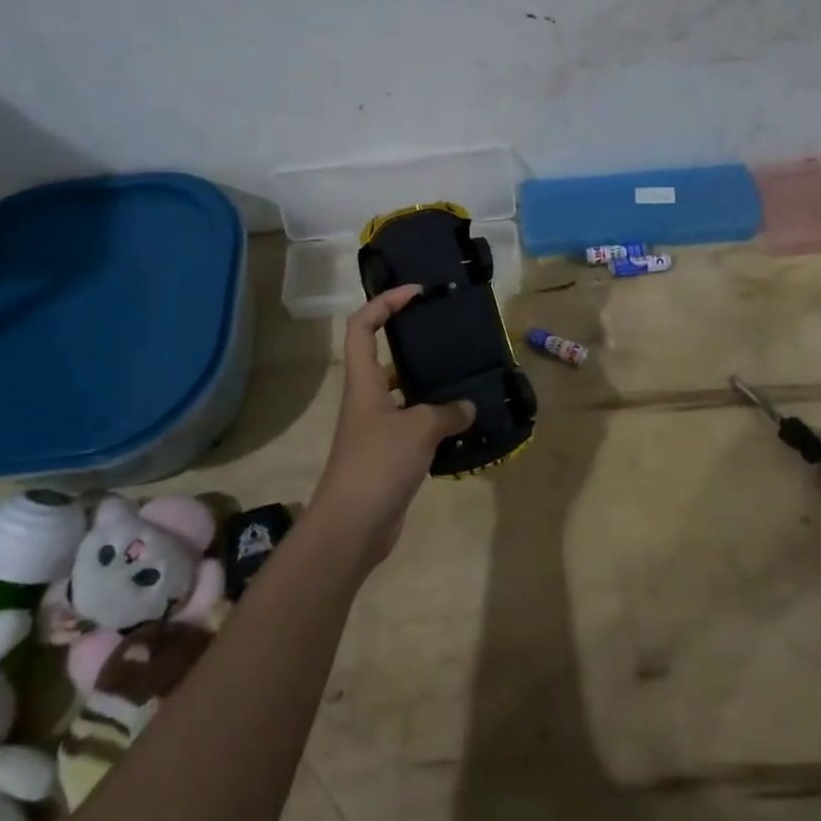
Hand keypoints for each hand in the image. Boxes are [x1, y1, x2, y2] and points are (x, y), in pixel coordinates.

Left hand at [313, 285, 475, 569]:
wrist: (352, 527)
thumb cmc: (378, 464)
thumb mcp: (419, 429)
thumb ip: (447, 412)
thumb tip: (467, 408)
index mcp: (364, 382)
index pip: (362, 326)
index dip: (384, 302)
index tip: (415, 293)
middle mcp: (366, 399)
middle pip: (382, 354)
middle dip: (408, 337)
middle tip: (444, 331)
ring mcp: (376, 428)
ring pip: (401, 391)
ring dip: (427, 382)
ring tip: (461, 373)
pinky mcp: (388, 454)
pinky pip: (413, 424)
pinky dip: (434, 419)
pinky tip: (462, 421)